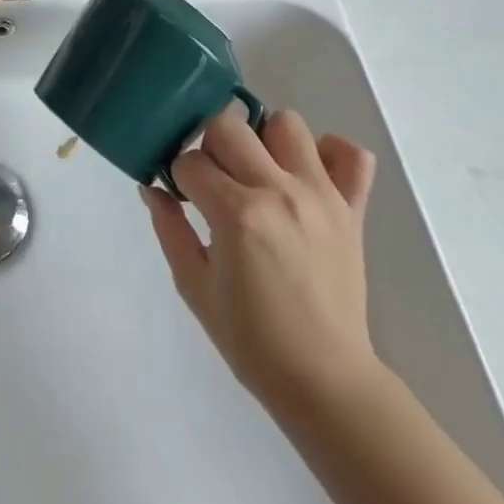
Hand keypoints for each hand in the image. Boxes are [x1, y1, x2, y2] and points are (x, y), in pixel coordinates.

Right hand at [144, 104, 379, 417]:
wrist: (323, 379)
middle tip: (216, 181)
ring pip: (287, 124)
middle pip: (229, 126)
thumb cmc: (250, 338)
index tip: (185, 198)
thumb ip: (169, 228)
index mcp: (237, 215)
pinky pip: (351, 154)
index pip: (190, 161)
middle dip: (211, 146)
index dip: (180, 177)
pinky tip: (308, 176)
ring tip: (261, 174)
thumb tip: (151, 187)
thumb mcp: (193, 286)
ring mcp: (321, 196)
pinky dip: (329, 154)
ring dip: (265, 140)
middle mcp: (279, 192)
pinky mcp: (352, 208)